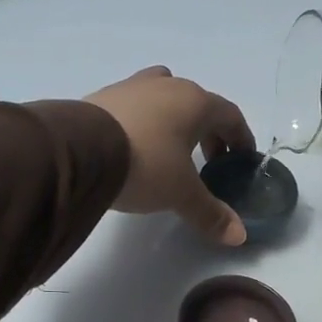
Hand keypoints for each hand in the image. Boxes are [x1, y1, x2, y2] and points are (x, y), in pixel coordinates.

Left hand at [85, 67, 254, 244]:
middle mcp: (167, 86)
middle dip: (209, 131)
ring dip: (175, 120)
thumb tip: (239, 236)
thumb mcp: (181, 193)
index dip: (241, 137)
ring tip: (171, 149)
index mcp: (195, 102)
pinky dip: (145, 121)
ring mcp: (133, 86)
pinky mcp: (104, 95)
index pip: (230, 115)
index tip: (242, 158)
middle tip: (210, 161)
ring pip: (165, 96)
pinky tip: (135, 145)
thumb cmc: (145, 164)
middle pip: (199, 104)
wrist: (78, 150)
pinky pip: (136, 104)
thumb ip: (211, 213)